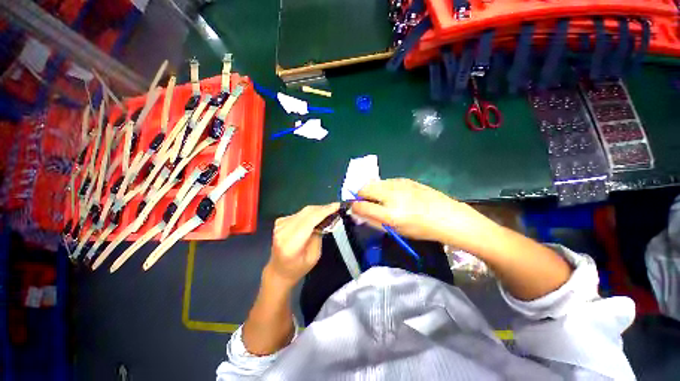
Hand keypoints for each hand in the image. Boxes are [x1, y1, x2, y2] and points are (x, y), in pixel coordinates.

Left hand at [267, 203, 339, 287]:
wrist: (278, 271)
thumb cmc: (298, 268)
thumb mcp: (314, 256)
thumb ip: (318, 235)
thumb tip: (324, 219)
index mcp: (291, 244)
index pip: (310, 221)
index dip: (324, 211)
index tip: (337, 206)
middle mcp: (283, 231)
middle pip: (307, 213)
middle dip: (323, 208)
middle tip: (336, 208)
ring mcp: (279, 225)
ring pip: (304, 211)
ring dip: (317, 210)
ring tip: (328, 212)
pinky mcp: (280, 221)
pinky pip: (299, 213)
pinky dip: (310, 213)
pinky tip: (316, 217)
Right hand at [351, 179, 497, 251]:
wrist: (447, 216)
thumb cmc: (421, 229)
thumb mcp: (396, 230)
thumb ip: (374, 221)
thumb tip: (358, 214)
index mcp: (390, 213)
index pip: (361, 205)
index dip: (354, 206)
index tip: (355, 208)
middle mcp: (392, 195)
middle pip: (364, 188)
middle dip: (361, 195)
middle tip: (367, 203)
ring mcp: (399, 184)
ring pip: (374, 182)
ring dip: (372, 190)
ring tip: (382, 199)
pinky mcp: (405, 179)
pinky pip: (386, 181)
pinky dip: (383, 187)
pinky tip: (394, 194)